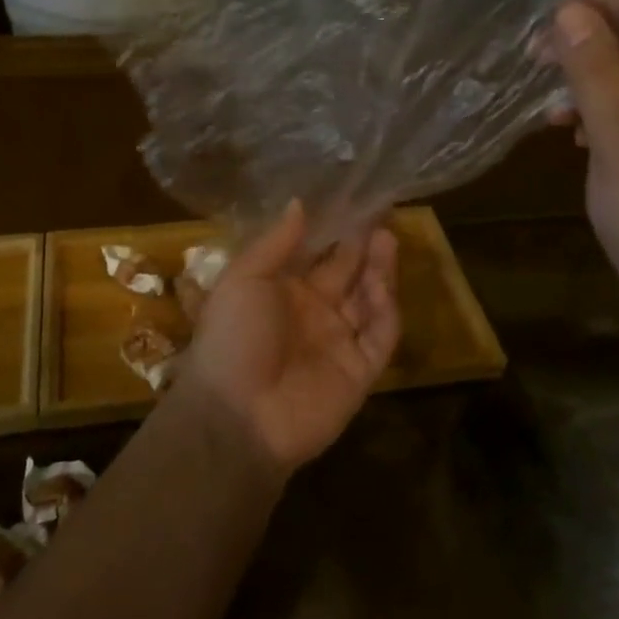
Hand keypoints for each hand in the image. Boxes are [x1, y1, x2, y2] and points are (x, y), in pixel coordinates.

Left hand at [181, 200, 400, 474]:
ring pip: (369, 300)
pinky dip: (386, 310)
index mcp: (282, 291)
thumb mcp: (244, 279)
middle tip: (381, 214)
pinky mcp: (359, 371)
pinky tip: (382, 283)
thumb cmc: (232, 337)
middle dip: (363, 246)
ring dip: (379, 271)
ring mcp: (338, 342)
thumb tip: (299, 203)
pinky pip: (380, 336)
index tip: (355, 202)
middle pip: (347, 274)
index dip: (335, 231)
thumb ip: (275, 243)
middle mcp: (313, 313)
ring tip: (385, 238)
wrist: (235, 416)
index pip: (317, 255)